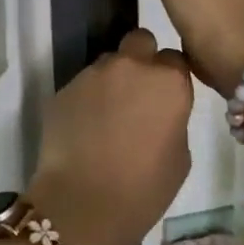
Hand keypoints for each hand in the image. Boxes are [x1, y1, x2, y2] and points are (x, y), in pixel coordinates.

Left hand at [25, 28, 192, 244]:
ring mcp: (92, 74)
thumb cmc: (144, 187)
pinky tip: (85, 128)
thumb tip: (159, 110)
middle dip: (141, 59)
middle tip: (138, 92)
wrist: (85, 202)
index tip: (167, 94)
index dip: (171, 75)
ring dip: (111, 79)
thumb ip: (172, 117)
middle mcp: (130, 66)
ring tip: (107, 116)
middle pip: (139, 42)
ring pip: (107, 62)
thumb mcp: (180, 155)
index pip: (175, 58)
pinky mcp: (63, 88)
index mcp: (167, 81)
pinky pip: (82, 85)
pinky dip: (87, 99)